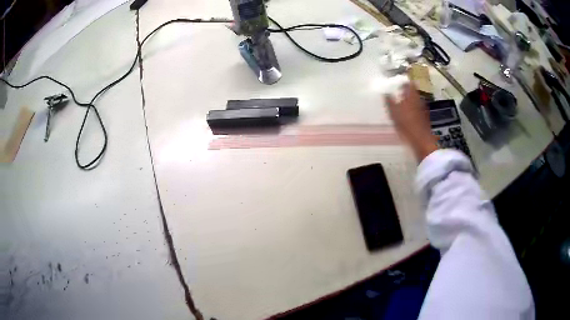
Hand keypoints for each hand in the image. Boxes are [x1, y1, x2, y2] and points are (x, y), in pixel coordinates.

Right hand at [385, 82, 437, 161]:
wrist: (421, 141)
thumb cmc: (406, 125)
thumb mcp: (393, 112)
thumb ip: (389, 101)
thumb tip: (385, 92)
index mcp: (411, 96)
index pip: (409, 84)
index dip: (404, 82)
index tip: (399, 82)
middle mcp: (419, 100)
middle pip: (414, 92)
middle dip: (408, 91)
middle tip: (400, 92)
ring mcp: (423, 109)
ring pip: (417, 101)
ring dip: (411, 101)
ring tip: (403, 104)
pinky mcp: (425, 119)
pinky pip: (418, 110)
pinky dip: (414, 110)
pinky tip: (409, 115)